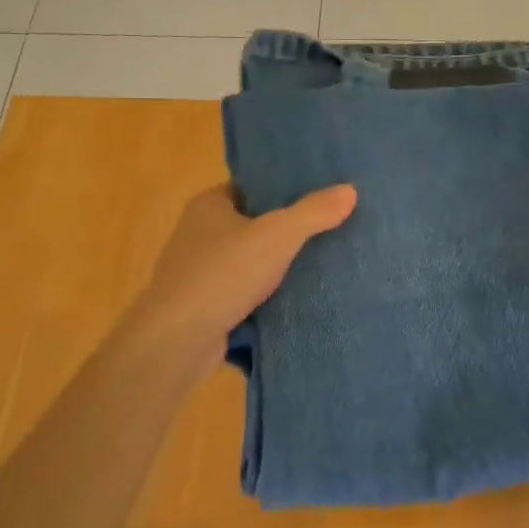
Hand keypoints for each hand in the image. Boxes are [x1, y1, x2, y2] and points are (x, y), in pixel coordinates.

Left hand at [131, 182, 356, 379]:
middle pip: (250, 226)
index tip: (316, 197)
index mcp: (208, 206)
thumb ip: (314, 212)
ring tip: (320, 267)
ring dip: (274, 269)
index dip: (280, 191)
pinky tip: (294, 303)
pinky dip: (263, 299)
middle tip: (328, 232)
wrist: (179, 339)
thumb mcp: (278, 234)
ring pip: (246, 264)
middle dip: (283, 232)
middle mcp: (197, 235)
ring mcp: (197, 274)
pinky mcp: (202, 309)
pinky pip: (241, 296)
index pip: (249, 188)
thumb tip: (349, 190)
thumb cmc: (224, 273)